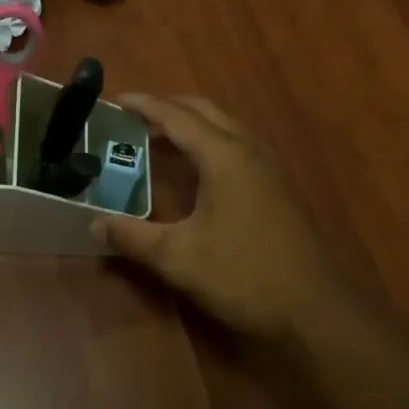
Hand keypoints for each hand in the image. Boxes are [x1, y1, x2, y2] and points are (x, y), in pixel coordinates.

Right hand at [91, 94, 342, 340]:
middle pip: (204, 111)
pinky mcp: (279, 186)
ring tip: (159, 140)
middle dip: (169, 107)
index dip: (145, 105)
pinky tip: (196, 171)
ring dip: (192, 125)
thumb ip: (133, 237)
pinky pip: (237, 146)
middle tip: (135, 117)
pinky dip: (210, 143)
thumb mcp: (178, 258)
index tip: (117, 100)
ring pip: (225, 127)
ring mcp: (269, 167)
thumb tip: (94, 224)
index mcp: (224, 156)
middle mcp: (249, 150)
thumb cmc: (243, 275)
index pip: (177, 117)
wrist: (314, 309)